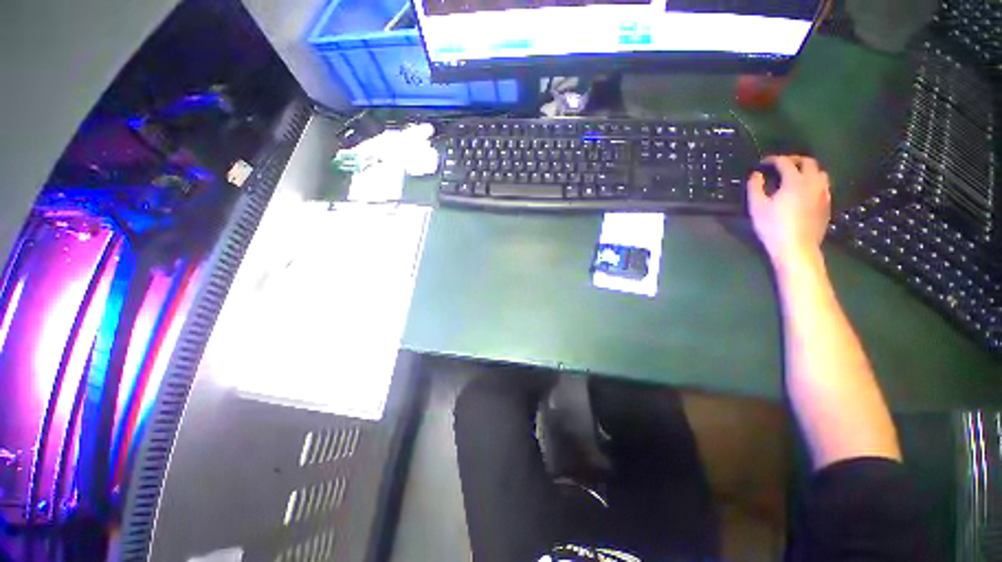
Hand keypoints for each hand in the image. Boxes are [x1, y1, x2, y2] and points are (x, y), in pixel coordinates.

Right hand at [747, 155, 831, 270]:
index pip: (785, 162)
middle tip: (781, 165)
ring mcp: (823, 193)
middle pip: (808, 162)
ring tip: (795, 176)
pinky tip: (804, 191)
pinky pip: (823, 186)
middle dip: (794, 160)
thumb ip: (755, 187)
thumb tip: (756, 174)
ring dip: (807, 170)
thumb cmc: (773, 227)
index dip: (773, 160)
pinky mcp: (827, 204)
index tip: (763, 163)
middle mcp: (813, 182)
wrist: (797, 247)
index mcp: (794, 181)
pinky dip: (813, 182)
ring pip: (820, 172)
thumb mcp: (757, 207)